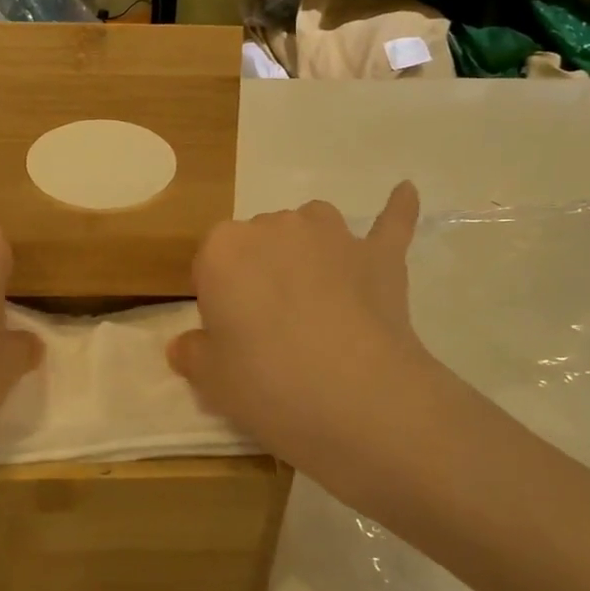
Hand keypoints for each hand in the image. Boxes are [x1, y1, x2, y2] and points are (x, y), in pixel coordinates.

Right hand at [168, 183, 455, 505]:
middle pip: (258, 242)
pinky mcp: (379, 255)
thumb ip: (193, 354)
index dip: (219, 301)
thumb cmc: (268, 385)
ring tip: (317, 294)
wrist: (358, 398)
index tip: (232, 337)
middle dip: (261, 275)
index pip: (211, 264)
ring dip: (309, 249)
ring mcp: (332, 235)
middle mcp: (274, 226)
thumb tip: (186, 344)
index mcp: (223, 249)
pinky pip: (389, 222)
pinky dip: (395, 209)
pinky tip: (404, 192)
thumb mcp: (212, 381)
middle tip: (272, 332)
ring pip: (311, 225)